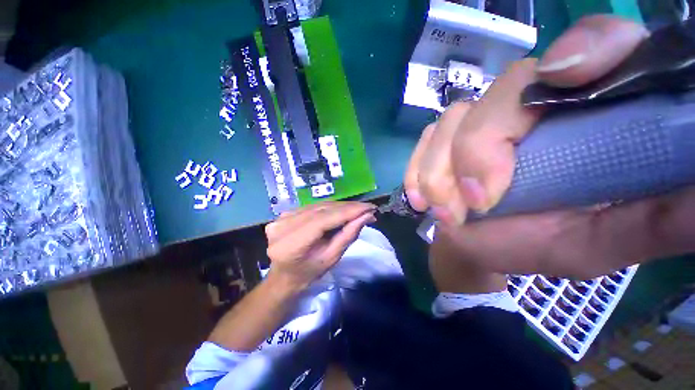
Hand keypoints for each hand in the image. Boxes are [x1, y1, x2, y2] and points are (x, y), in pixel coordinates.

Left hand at [264, 201, 375, 289]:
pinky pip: (313, 206)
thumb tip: (366, 216)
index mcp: (293, 243)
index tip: (370, 208)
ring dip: (341, 206)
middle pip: (323, 209)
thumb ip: (348, 235)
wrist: (282, 275)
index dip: (350, 211)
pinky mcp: (285, 213)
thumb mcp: (331, 258)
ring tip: (358, 209)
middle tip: (368, 209)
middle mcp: (284, 225)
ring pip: (319, 205)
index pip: (326, 218)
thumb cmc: (308, 273)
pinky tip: (342, 210)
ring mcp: (282, 216)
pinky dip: (330, 207)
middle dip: (348, 207)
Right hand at [406, 15, 694, 278]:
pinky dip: (417, 170)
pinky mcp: (440, 141)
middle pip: (503, 91)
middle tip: (478, 202)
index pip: (597, 47)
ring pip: (451, 120)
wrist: (476, 248)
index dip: (586, 49)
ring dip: (440, 171)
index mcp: (585, 118)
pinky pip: (423, 141)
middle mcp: (529, 107)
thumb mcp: (602, 242)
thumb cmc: (538, 247)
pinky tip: (420, 199)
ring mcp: (475, 123)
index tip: (563, 79)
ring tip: (446, 213)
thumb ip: (653, 220)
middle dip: (479, 148)